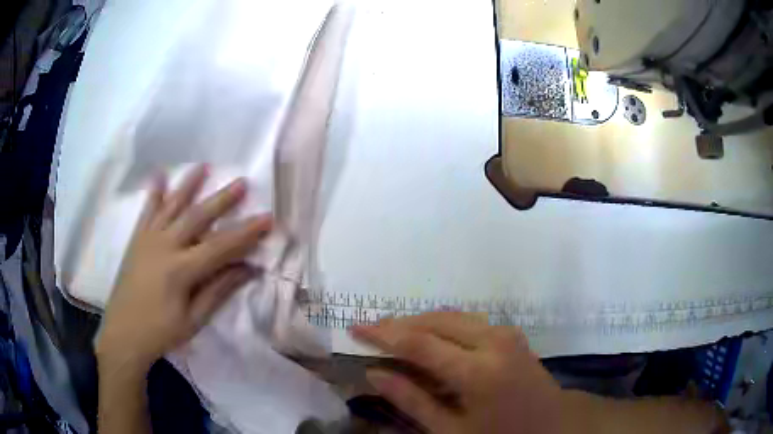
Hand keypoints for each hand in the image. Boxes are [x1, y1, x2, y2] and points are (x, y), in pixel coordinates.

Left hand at [97, 165, 272, 368]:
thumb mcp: (194, 319)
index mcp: (181, 270)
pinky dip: (154, 193)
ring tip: (203, 167)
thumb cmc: (161, 332)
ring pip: (171, 206)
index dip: (246, 233)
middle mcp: (164, 246)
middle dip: (221, 200)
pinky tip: (160, 176)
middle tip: (242, 182)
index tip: (267, 218)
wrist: (123, 334)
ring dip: (188, 185)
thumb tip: (248, 270)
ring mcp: (148, 240)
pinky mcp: (136, 240)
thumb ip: (219, 291)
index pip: (220, 246)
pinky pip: (147, 212)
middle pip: (197, 217)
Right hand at [351, 312, 565, 433]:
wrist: (553, 426)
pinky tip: (427, 336)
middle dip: (398, 324)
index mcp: (478, 372)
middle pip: (434, 321)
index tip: (355, 328)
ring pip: (451, 316)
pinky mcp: (511, 333)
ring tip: (392, 333)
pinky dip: (441, 324)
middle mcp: (493, 342)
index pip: (419, 343)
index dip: (383, 334)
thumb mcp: (451, 431)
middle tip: (369, 330)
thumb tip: (374, 373)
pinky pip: (468, 321)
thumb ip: (412, 400)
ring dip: (419, 321)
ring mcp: (506, 333)